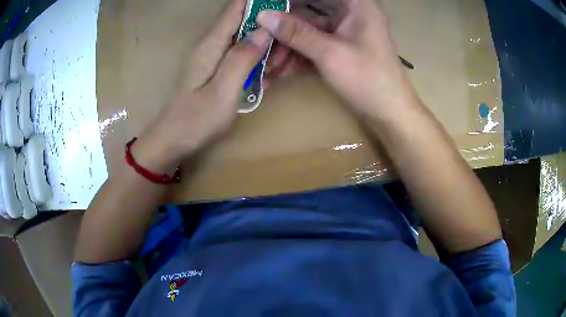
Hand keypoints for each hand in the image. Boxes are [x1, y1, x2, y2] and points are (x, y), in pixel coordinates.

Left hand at [133, 0, 270, 170]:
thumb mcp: (222, 92)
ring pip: (248, 38)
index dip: (259, 1)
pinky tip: (271, 72)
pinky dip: (261, 59)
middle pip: (246, 21)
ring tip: (283, 63)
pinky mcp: (220, 68)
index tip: (284, 4)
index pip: (236, 8)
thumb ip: (242, 59)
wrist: (174, 140)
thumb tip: (265, 30)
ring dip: (269, 46)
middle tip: (290, 46)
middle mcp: (214, 44)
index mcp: (212, 44)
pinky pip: (244, 54)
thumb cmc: (195, 120)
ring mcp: (217, 56)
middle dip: (270, 27)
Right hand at [258, 0, 417, 117]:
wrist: (389, 114)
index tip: (267, 5)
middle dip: (284, 28)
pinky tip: (279, 71)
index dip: (290, 0)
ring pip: (308, 32)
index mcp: (357, 5)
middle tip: (260, 36)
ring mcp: (345, 32)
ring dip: (287, 48)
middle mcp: (351, 13)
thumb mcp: (329, 53)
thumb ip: (295, 32)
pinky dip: (298, 57)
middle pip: (309, 11)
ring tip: (266, 64)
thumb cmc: (367, 79)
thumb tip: (263, 16)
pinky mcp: (340, 49)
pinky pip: (314, 46)